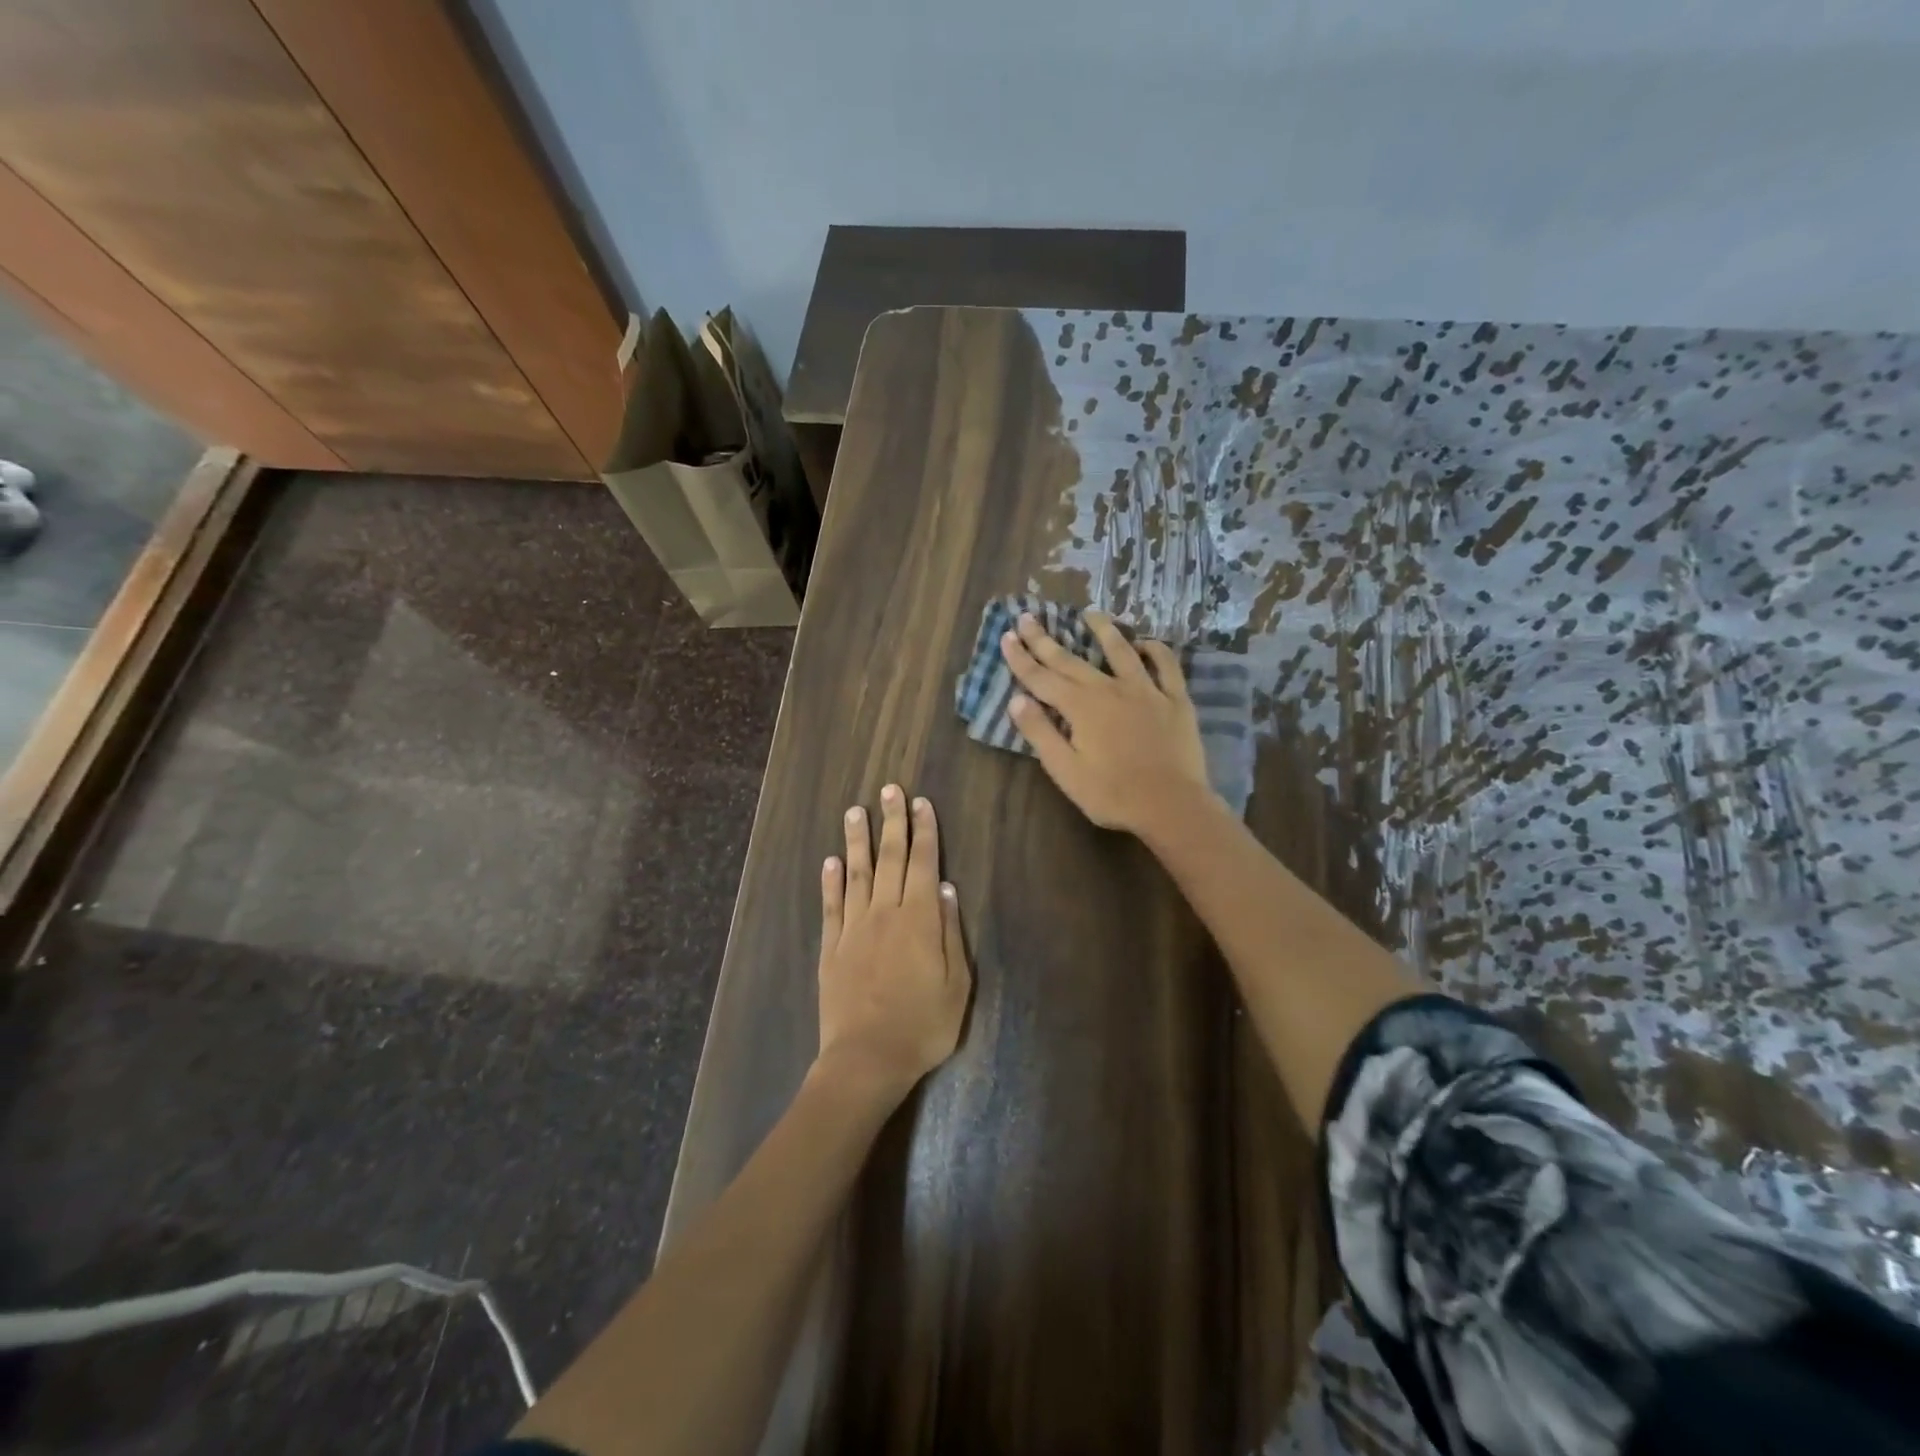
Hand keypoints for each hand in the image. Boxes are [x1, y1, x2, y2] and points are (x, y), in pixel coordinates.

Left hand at [816, 785, 970, 1106]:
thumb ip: (951, 933)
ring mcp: (854, 928)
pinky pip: (831, 906)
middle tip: (889, 789)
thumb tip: (947, 889)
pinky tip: (830, 862)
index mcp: (920, 919)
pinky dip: (830, 881)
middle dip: (892, 821)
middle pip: (891, 858)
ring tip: (855, 810)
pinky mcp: (832, 947)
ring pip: (856, 873)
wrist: (867, 1058)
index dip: (924, 831)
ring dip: (857, 840)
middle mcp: (885, 912)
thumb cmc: (923, 1025)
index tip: (921, 803)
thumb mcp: (957, 985)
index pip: (924, 863)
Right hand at [999, 610, 1212, 834]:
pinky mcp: (1175, 700)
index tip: (1007, 636)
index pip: (1041, 678)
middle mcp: (1109, 689)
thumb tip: (1016, 700)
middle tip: (1029, 616)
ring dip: (1104, 630)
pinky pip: (1166, 666)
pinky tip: (1146, 643)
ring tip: (1090, 614)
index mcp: (1080, 707)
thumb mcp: (1065, 771)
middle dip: (1046, 639)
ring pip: (1121, 651)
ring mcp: (1146, 690)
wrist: (1172, 806)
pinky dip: (1156, 650)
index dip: (1021, 657)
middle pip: (1071, 660)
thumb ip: (1040, 733)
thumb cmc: (1112, 794)